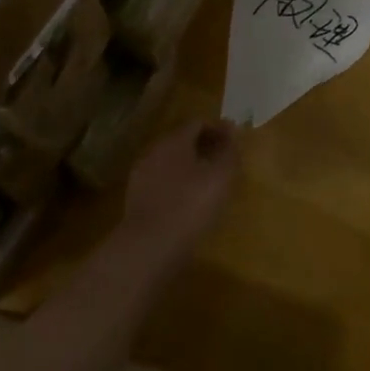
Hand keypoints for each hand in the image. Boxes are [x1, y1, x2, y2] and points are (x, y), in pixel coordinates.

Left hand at [117, 121, 240, 266]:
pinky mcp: (136, 198)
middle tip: (223, 162)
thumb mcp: (220, 177)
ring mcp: (142, 175)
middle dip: (204, 147)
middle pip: (182, 141)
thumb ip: (229, 151)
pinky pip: (161, 182)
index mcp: (174, 140)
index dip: (218, 129)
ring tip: (208, 185)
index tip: (233, 143)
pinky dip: (177, 185)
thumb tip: (232, 131)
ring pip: (170, 162)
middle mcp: (154, 151)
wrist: (148, 247)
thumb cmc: (190, 206)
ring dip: (190, 167)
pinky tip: (187, 203)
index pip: (197, 123)